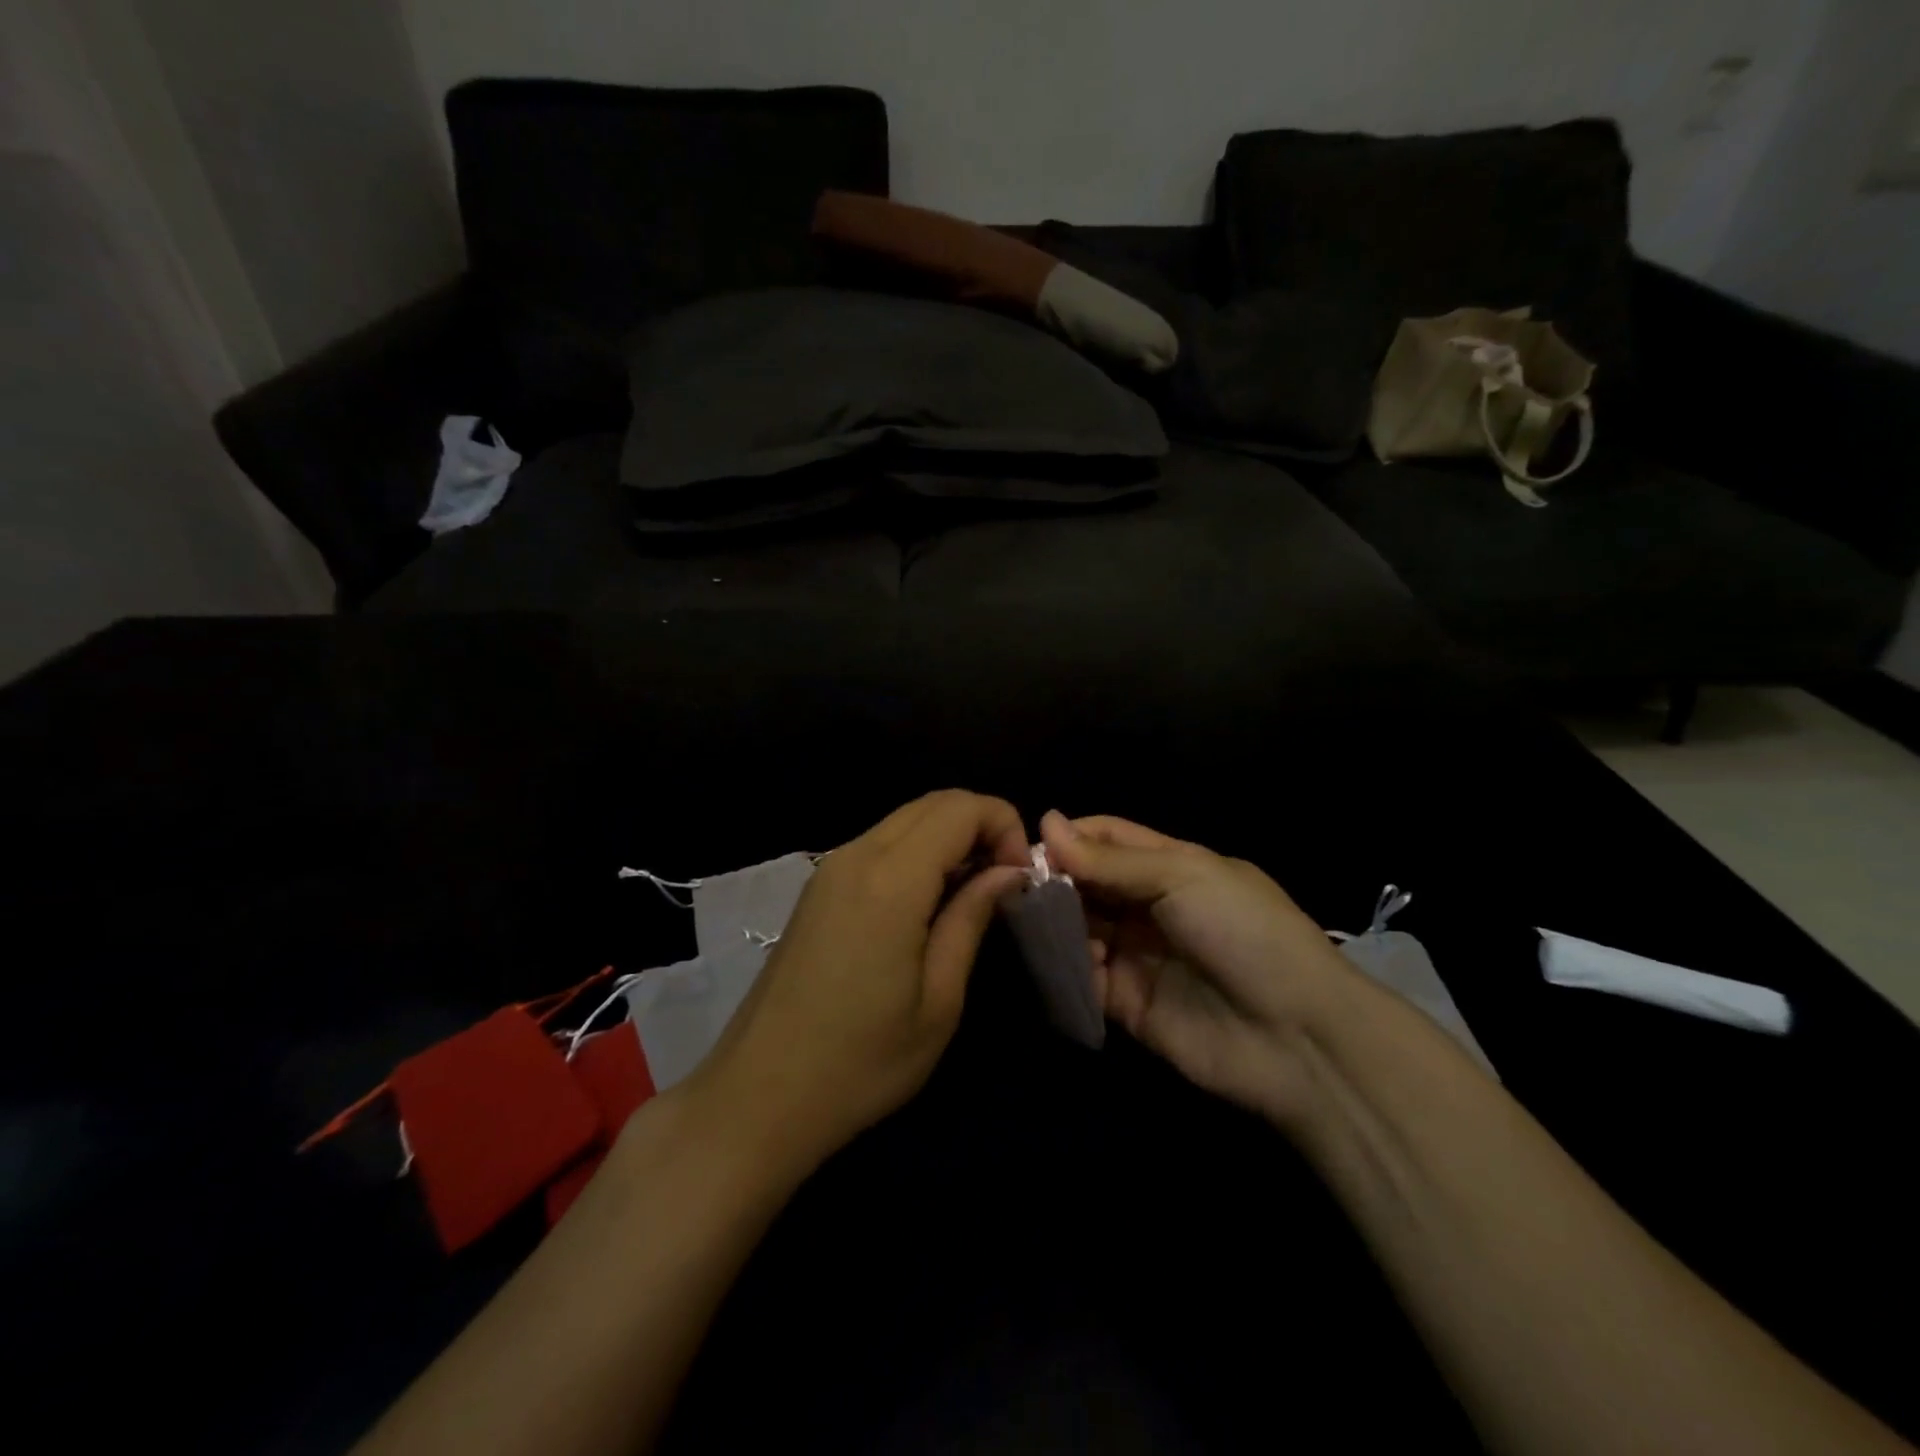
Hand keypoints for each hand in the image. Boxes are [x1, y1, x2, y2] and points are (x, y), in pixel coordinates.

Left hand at [688, 791, 1030, 1169]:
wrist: (759, 1096)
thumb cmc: (861, 1061)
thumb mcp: (939, 1000)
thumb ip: (971, 918)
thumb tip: (1007, 870)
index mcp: (891, 880)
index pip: (960, 807)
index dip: (1003, 825)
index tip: (1022, 877)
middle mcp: (856, 856)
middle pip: (933, 803)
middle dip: (981, 824)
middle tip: (1005, 881)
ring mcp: (829, 869)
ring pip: (905, 819)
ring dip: (949, 837)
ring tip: (973, 893)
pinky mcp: (817, 888)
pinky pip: (879, 844)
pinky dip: (918, 852)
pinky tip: (929, 902)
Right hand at [1040, 810, 1353, 1122]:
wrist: (1296, 1036)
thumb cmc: (1243, 932)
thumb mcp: (1182, 876)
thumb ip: (1110, 859)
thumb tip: (1046, 821)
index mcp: (1170, 865)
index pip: (1107, 838)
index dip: (1070, 836)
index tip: (1028, 844)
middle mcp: (1149, 905)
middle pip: (1087, 882)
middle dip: (1055, 879)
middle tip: (1016, 885)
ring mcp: (1137, 955)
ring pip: (1079, 927)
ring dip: (1055, 922)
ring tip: (1031, 921)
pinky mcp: (1126, 1003)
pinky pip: (1084, 978)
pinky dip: (1066, 968)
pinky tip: (1058, 960)